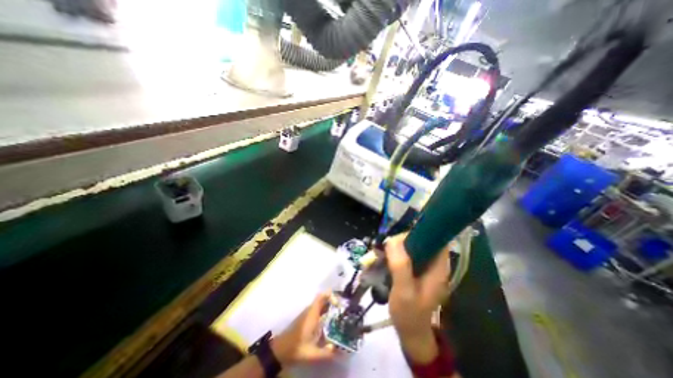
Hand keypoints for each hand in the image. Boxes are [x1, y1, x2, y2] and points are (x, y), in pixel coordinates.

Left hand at [269, 290, 336, 366]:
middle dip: (333, 302)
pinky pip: (318, 310)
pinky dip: (325, 312)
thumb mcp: (312, 353)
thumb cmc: (296, 348)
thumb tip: (340, 350)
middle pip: (323, 299)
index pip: (321, 297)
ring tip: (340, 315)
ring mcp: (307, 314)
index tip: (339, 303)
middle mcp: (310, 310)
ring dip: (329, 307)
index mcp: (312, 314)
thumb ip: (326, 353)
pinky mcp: (306, 318)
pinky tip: (330, 322)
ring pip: (320, 304)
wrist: (280, 350)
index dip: (331, 296)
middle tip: (343, 309)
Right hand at [387, 233, 448, 362]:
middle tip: (386, 247)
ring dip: (397, 246)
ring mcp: (425, 266)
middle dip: (403, 240)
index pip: (435, 239)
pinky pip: (406, 254)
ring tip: (382, 252)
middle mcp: (434, 263)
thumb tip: (392, 240)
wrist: (410, 332)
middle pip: (421, 240)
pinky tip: (384, 257)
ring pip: (412, 246)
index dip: (419, 232)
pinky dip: (395, 253)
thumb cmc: (409, 314)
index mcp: (438, 267)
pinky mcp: (416, 269)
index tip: (400, 237)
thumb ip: (401, 266)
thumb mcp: (404, 291)